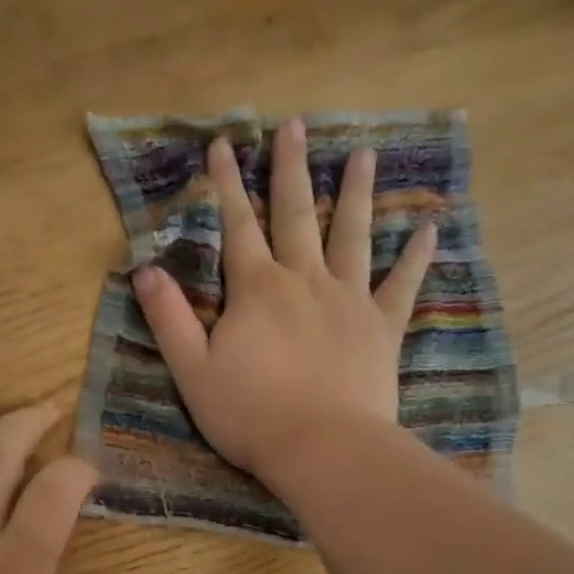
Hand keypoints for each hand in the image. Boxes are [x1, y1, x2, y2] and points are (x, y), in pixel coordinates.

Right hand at [131, 118, 436, 483]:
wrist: (321, 448)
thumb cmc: (249, 414)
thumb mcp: (192, 370)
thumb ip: (169, 318)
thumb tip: (145, 270)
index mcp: (256, 289)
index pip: (237, 225)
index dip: (227, 184)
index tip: (224, 144)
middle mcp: (304, 280)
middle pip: (297, 214)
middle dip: (291, 169)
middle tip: (294, 125)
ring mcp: (349, 300)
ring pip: (353, 235)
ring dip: (356, 193)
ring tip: (363, 153)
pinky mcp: (381, 327)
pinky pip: (402, 284)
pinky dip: (416, 257)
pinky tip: (429, 229)